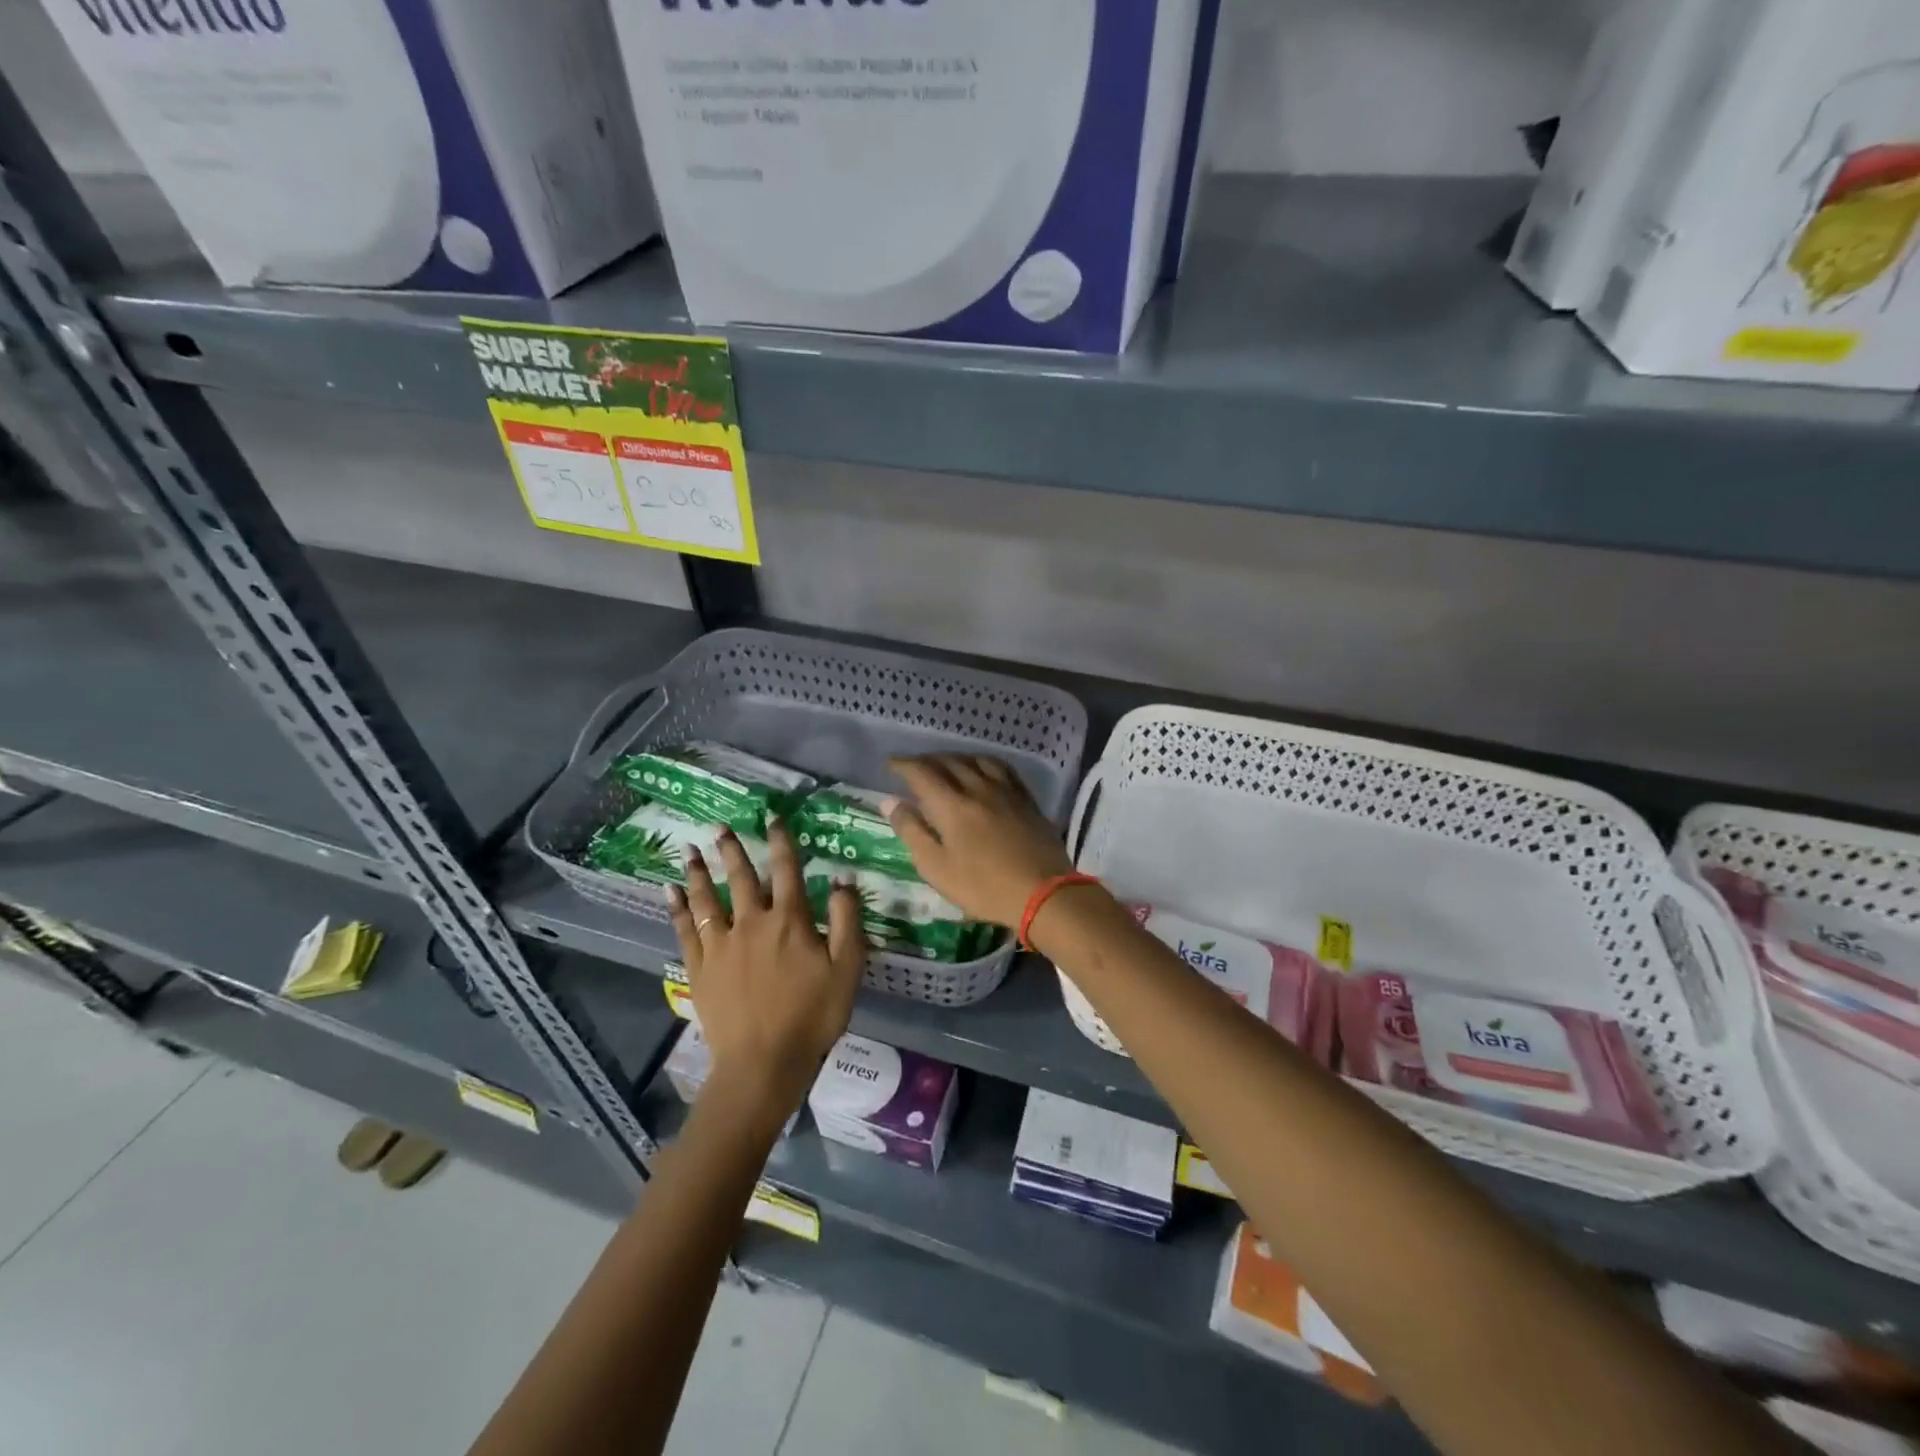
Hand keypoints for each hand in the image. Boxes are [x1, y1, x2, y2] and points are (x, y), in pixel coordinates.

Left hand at [668, 818, 865, 1131]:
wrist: (764, 1062)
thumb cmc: (813, 1014)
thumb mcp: (847, 967)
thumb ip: (846, 919)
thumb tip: (842, 878)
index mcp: (790, 920)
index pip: (787, 869)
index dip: (782, 841)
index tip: (773, 817)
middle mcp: (752, 922)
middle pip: (742, 877)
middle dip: (733, 849)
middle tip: (720, 826)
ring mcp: (722, 945)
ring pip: (708, 898)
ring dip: (700, 872)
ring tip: (690, 849)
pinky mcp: (700, 968)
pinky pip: (685, 930)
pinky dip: (677, 909)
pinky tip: (669, 892)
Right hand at [883, 754, 1073, 927]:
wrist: (1043, 893)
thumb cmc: (983, 887)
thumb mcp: (936, 867)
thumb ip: (911, 831)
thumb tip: (890, 800)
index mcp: (951, 805)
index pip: (921, 772)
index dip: (903, 765)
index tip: (891, 764)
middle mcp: (977, 788)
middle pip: (948, 762)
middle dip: (926, 760)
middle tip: (914, 766)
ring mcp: (1005, 791)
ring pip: (975, 760)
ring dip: (954, 758)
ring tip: (945, 764)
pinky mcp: (1026, 798)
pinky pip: (1001, 768)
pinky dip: (984, 762)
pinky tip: (983, 769)